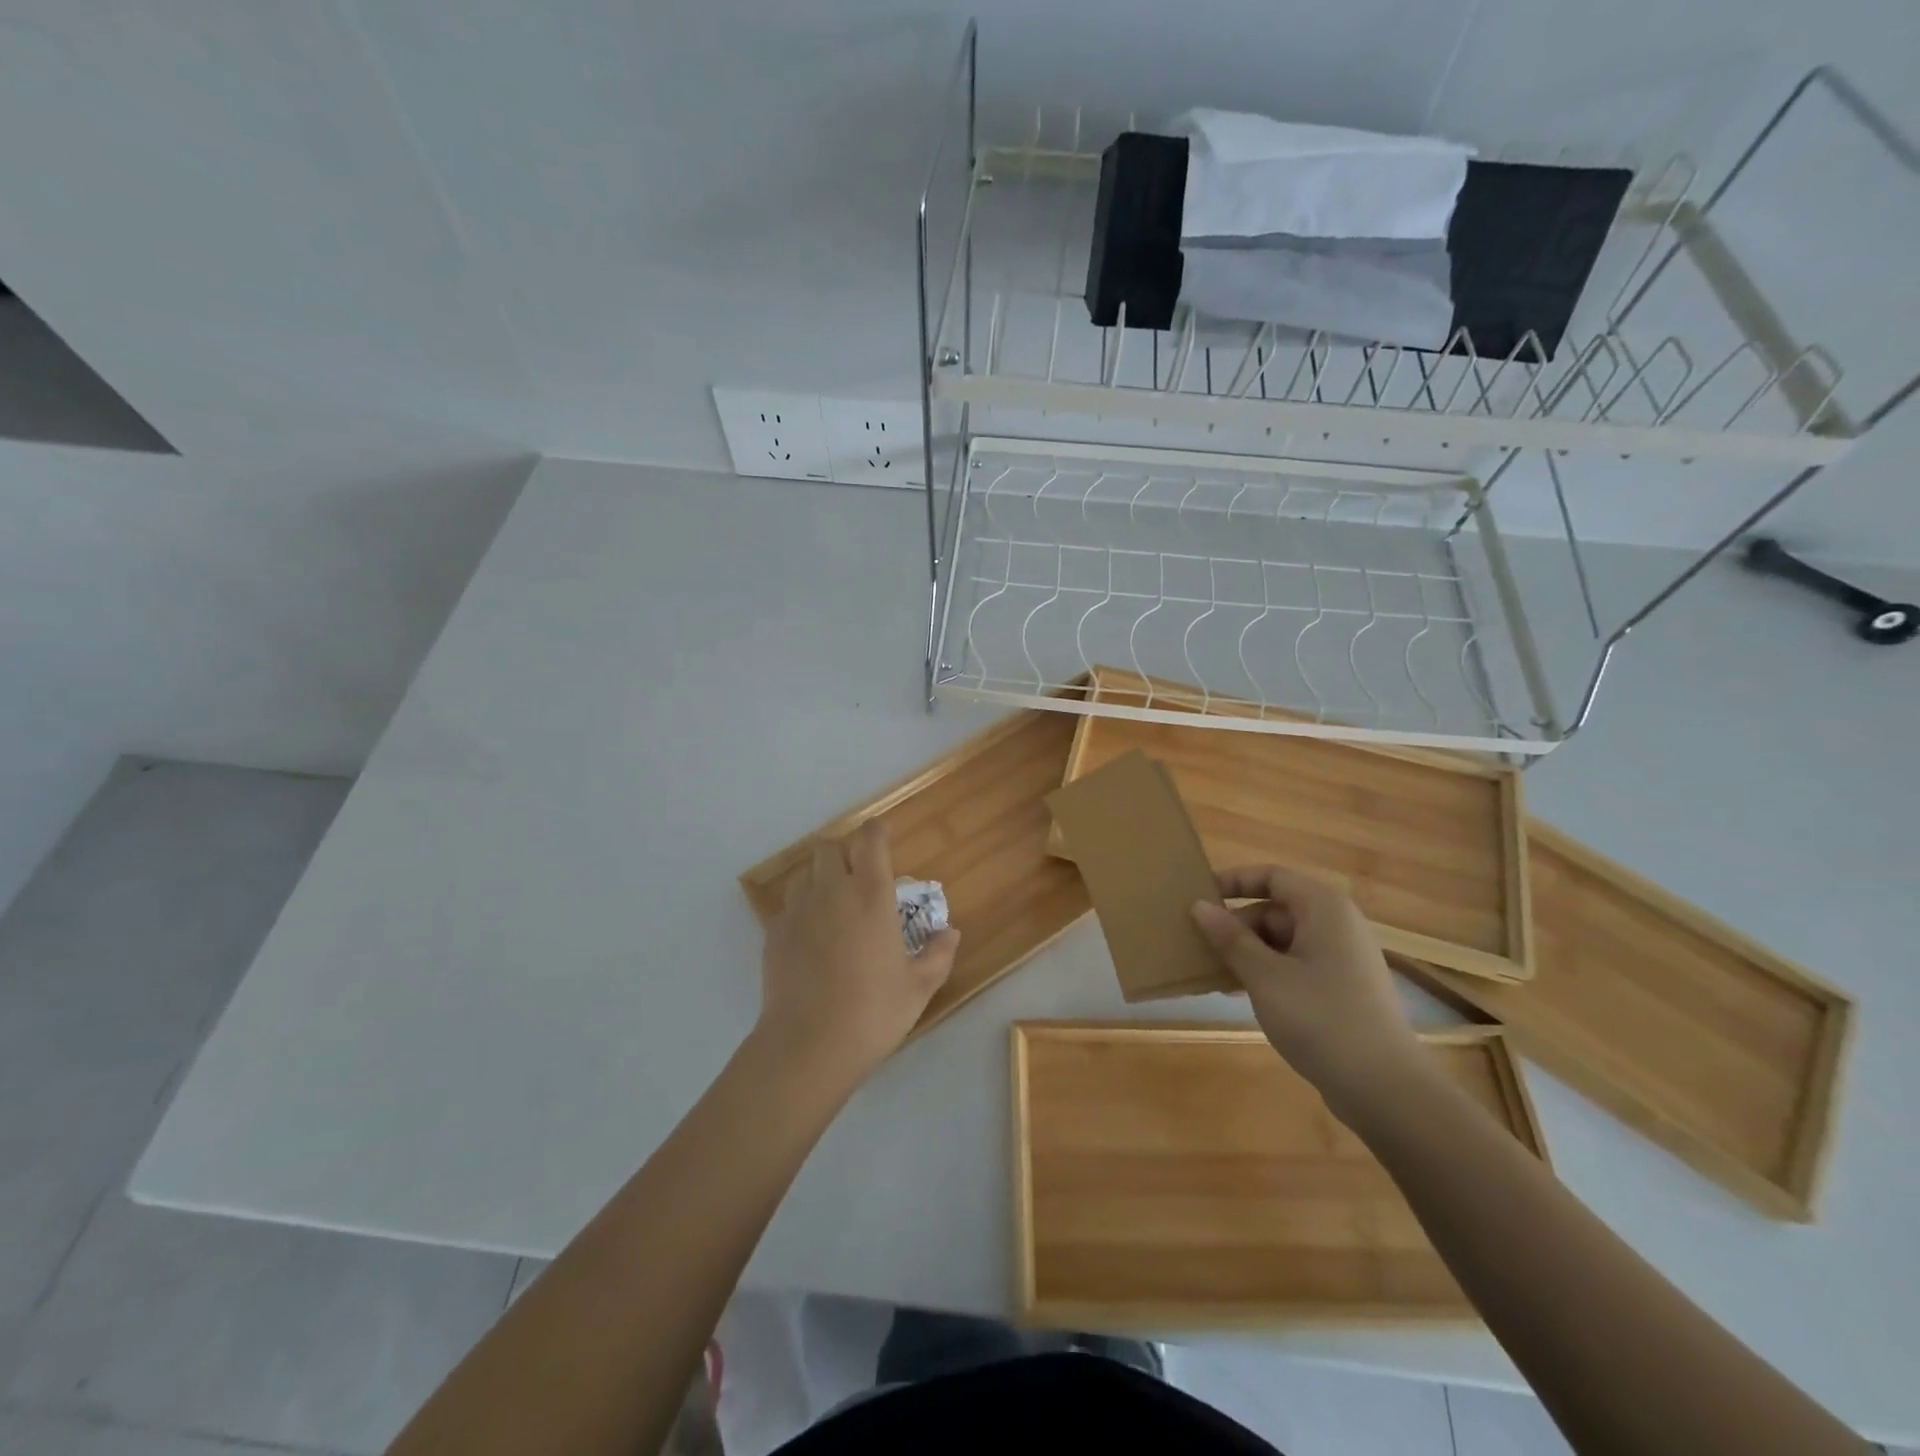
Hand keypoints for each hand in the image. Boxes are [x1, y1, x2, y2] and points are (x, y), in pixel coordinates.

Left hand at [754, 822, 959, 1092]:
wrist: (808, 1046)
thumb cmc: (872, 1013)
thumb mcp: (919, 988)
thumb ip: (938, 954)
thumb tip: (950, 932)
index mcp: (871, 896)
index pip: (870, 840)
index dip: (877, 829)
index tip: (884, 832)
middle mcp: (832, 891)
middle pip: (829, 847)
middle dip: (844, 852)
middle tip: (859, 874)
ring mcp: (798, 911)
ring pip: (804, 872)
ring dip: (820, 877)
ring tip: (833, 902)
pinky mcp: (774, 933)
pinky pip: (787, 905)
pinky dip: (801, 909)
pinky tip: (811, 936)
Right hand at [1190, 865, 1424, 1117]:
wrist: (1385, 1088)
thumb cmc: (1320, 1018)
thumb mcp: (1264, 975)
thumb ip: (1230, 938)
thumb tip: (1199, 906)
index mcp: (1323, 908)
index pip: (1272, 877)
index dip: (1234, 881)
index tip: (1199, 896)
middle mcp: (1337, 925)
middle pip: (1276, 909)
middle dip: (1237, 926)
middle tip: (1200, 946)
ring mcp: (1343, 958)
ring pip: (1284, 940)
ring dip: (1248, 952)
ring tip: (1214, 973)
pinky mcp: (1344, 989)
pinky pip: (1297, 965)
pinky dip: (1268, 971)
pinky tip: (1242, 994)